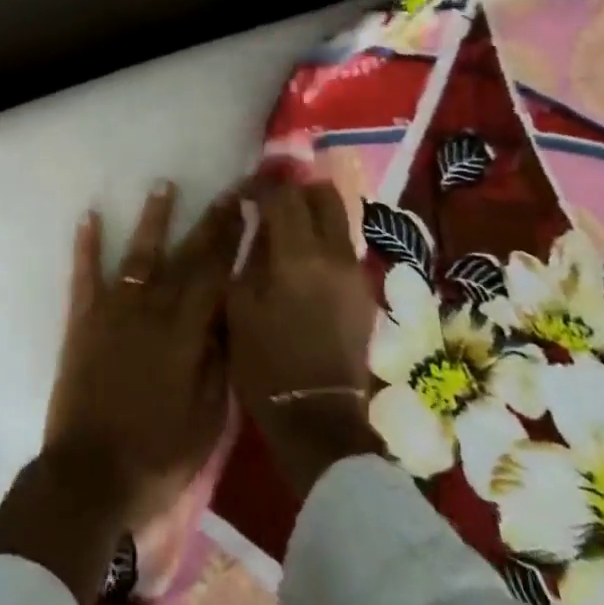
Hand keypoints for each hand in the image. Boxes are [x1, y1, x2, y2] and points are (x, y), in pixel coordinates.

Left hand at [43, 182, 243, 531]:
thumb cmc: (158, 453)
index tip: (248, 208)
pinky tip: (89, 218)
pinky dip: (87, 246)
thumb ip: (220, 360)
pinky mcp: (82, 323)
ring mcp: (113, 313)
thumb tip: (232, 314)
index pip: (217, 274)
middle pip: (185, 257)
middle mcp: (151, 310)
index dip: (234, 238)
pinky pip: (84, 276)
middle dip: (208, 221)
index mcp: (187, 333)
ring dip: (153, 220)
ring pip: (138, 256)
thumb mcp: (209, 417)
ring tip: (163, 185)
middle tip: (226, 190)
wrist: (90, 476)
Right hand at [227, 178, 386, 497]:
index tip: (243, 193)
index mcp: (298, 257)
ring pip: (340, 218)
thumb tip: (252, 224)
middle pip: (324, 195)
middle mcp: (334, 255)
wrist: (318, 416)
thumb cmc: (265, 364)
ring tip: (286, 228)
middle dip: (296, 190)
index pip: (283, 197)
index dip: (260, 187)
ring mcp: (355, 272)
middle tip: (270, 201)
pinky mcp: (364, 291)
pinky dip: (323, 238)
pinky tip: (302, 260)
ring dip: (313, 212)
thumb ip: (247, 257)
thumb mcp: (239, 308)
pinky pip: (344, 246)